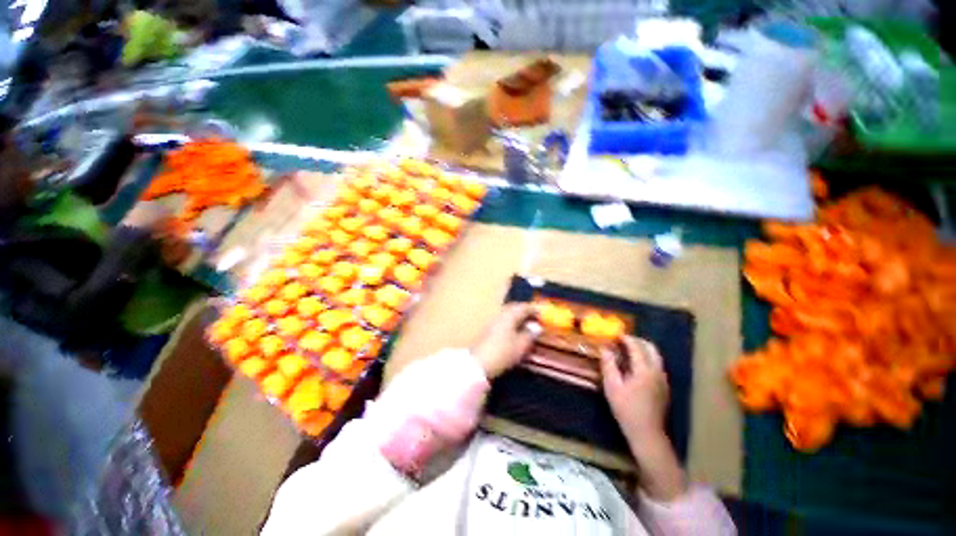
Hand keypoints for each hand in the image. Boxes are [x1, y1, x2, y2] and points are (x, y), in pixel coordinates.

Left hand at [471, 304, 537, 378]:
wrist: (479, 364)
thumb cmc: (503, 353)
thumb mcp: (521, 345)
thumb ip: (530, 334)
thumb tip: (537, 327)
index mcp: (509, 315)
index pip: (524, 307)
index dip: (534, 309)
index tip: (543, 313)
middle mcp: (500, 315)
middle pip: (514, 308)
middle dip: (526, 311)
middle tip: (536, 318)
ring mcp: (493, 322)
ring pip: (508, 315)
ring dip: (518, 317)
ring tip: (528, 326)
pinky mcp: (488, 330)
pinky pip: (504, 321)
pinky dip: (512, 323)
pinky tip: (516, 332)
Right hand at [600, 337, 669, 443]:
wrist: (646, 433)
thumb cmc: (626, 409)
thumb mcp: (612, 386)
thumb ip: (609, 365)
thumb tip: (605, 349)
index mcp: (644, 370)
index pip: (637, 347)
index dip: (627, 339)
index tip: (617, 335)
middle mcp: (657, 372)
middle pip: (651, 349)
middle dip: (638, 341)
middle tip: (624, 340)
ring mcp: (663, 380)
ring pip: (656, 356)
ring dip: (643, 349)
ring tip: (629, 351)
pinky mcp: (664, 387)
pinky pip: (657, 365)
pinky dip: (647, 358)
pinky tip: (636, 365)